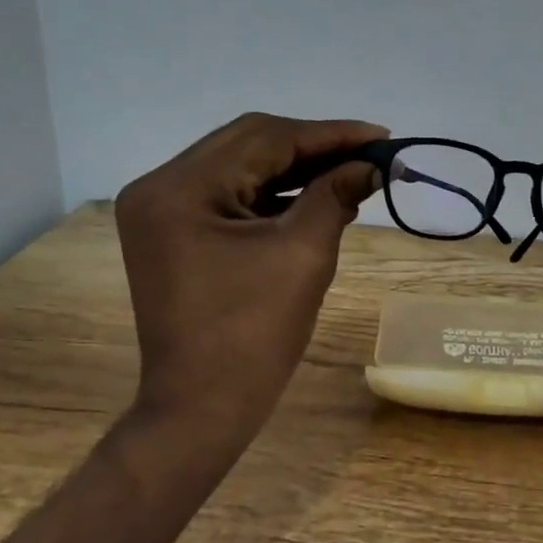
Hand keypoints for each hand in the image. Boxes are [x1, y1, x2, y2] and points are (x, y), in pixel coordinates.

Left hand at [114, 113, 386, 447]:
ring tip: (352, 173)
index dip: (329, 134)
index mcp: (180, 188)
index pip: (265, 138)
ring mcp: (163, 212)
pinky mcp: (175, 235)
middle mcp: (161, 188)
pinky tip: (317, 197)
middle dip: (314, 147)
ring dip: (296, 169)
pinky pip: (231, 197)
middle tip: (370, 154)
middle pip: (248, 145)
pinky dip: (275, 195)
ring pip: (241, 168)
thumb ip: (335, 196)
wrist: (202, 408)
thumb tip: (371, 166)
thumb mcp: (303, 255)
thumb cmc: (253, 335)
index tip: (381, 136)